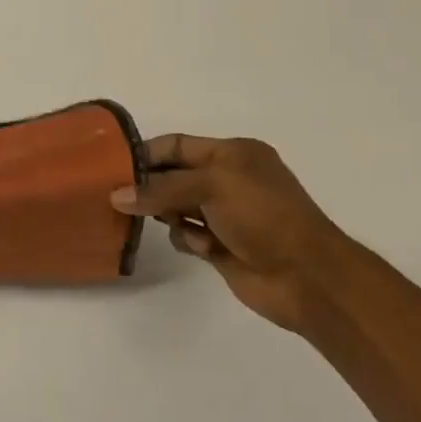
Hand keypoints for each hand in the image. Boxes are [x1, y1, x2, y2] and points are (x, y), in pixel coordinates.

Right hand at [111, 134, 361, 331]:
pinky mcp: (221, 245)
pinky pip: (187, 235)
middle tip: (123, 200)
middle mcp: (228, 179)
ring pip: (175, 207)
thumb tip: (116, 195)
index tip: (113, 169)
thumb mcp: (212, 186)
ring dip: (170, 216)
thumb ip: (161, 188)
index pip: (177, 145)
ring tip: (175, 224)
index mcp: (233, 154)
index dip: (146, 154)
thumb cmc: (263, 216)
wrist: (307, 276)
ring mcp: (225, 214)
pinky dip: (188, 240)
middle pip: (173, 176)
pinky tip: (203, 249)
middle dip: (151, 187)